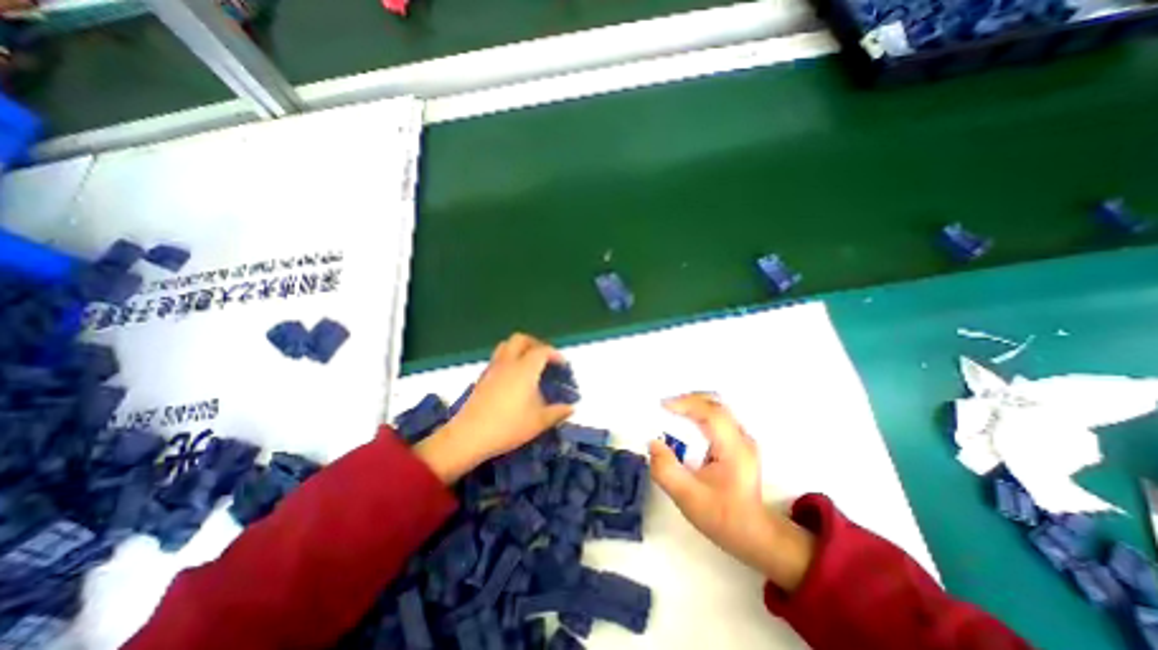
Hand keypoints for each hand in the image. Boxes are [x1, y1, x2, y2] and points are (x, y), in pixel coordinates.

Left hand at [419, 334, 575, 481]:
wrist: (469, 436)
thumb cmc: (509, 426)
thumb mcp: (539, 422)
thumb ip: (558, 412)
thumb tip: (571, 408)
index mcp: (525, 369)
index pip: (542, 351)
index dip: (555, 355)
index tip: (563, 365)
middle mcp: (509, 362)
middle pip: (521, 339)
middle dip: (535, 344)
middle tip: (544, 358)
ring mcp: (493, 368)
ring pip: (506, 345)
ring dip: (519, 349)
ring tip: (528, 364)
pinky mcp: (482, 377)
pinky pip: (497, 358)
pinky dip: (508, 359)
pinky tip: (512, 378)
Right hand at [650, 392, 812, 590]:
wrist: (752, 534)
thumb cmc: (722, 517)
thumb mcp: (688, 498)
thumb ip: (666, 470)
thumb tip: (653, 443)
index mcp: (734, 449)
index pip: (711, 413)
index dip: (686, 404)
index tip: (661, 406)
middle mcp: (741, 437)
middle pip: (715, 403)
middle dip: (687, 400)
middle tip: (664, 408)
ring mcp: (742, 438)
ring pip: (716, 407)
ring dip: (692, 405)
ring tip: (670, 414)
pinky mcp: (737, 441)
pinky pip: (716, 416)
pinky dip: (697, 413)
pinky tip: (684, 425)